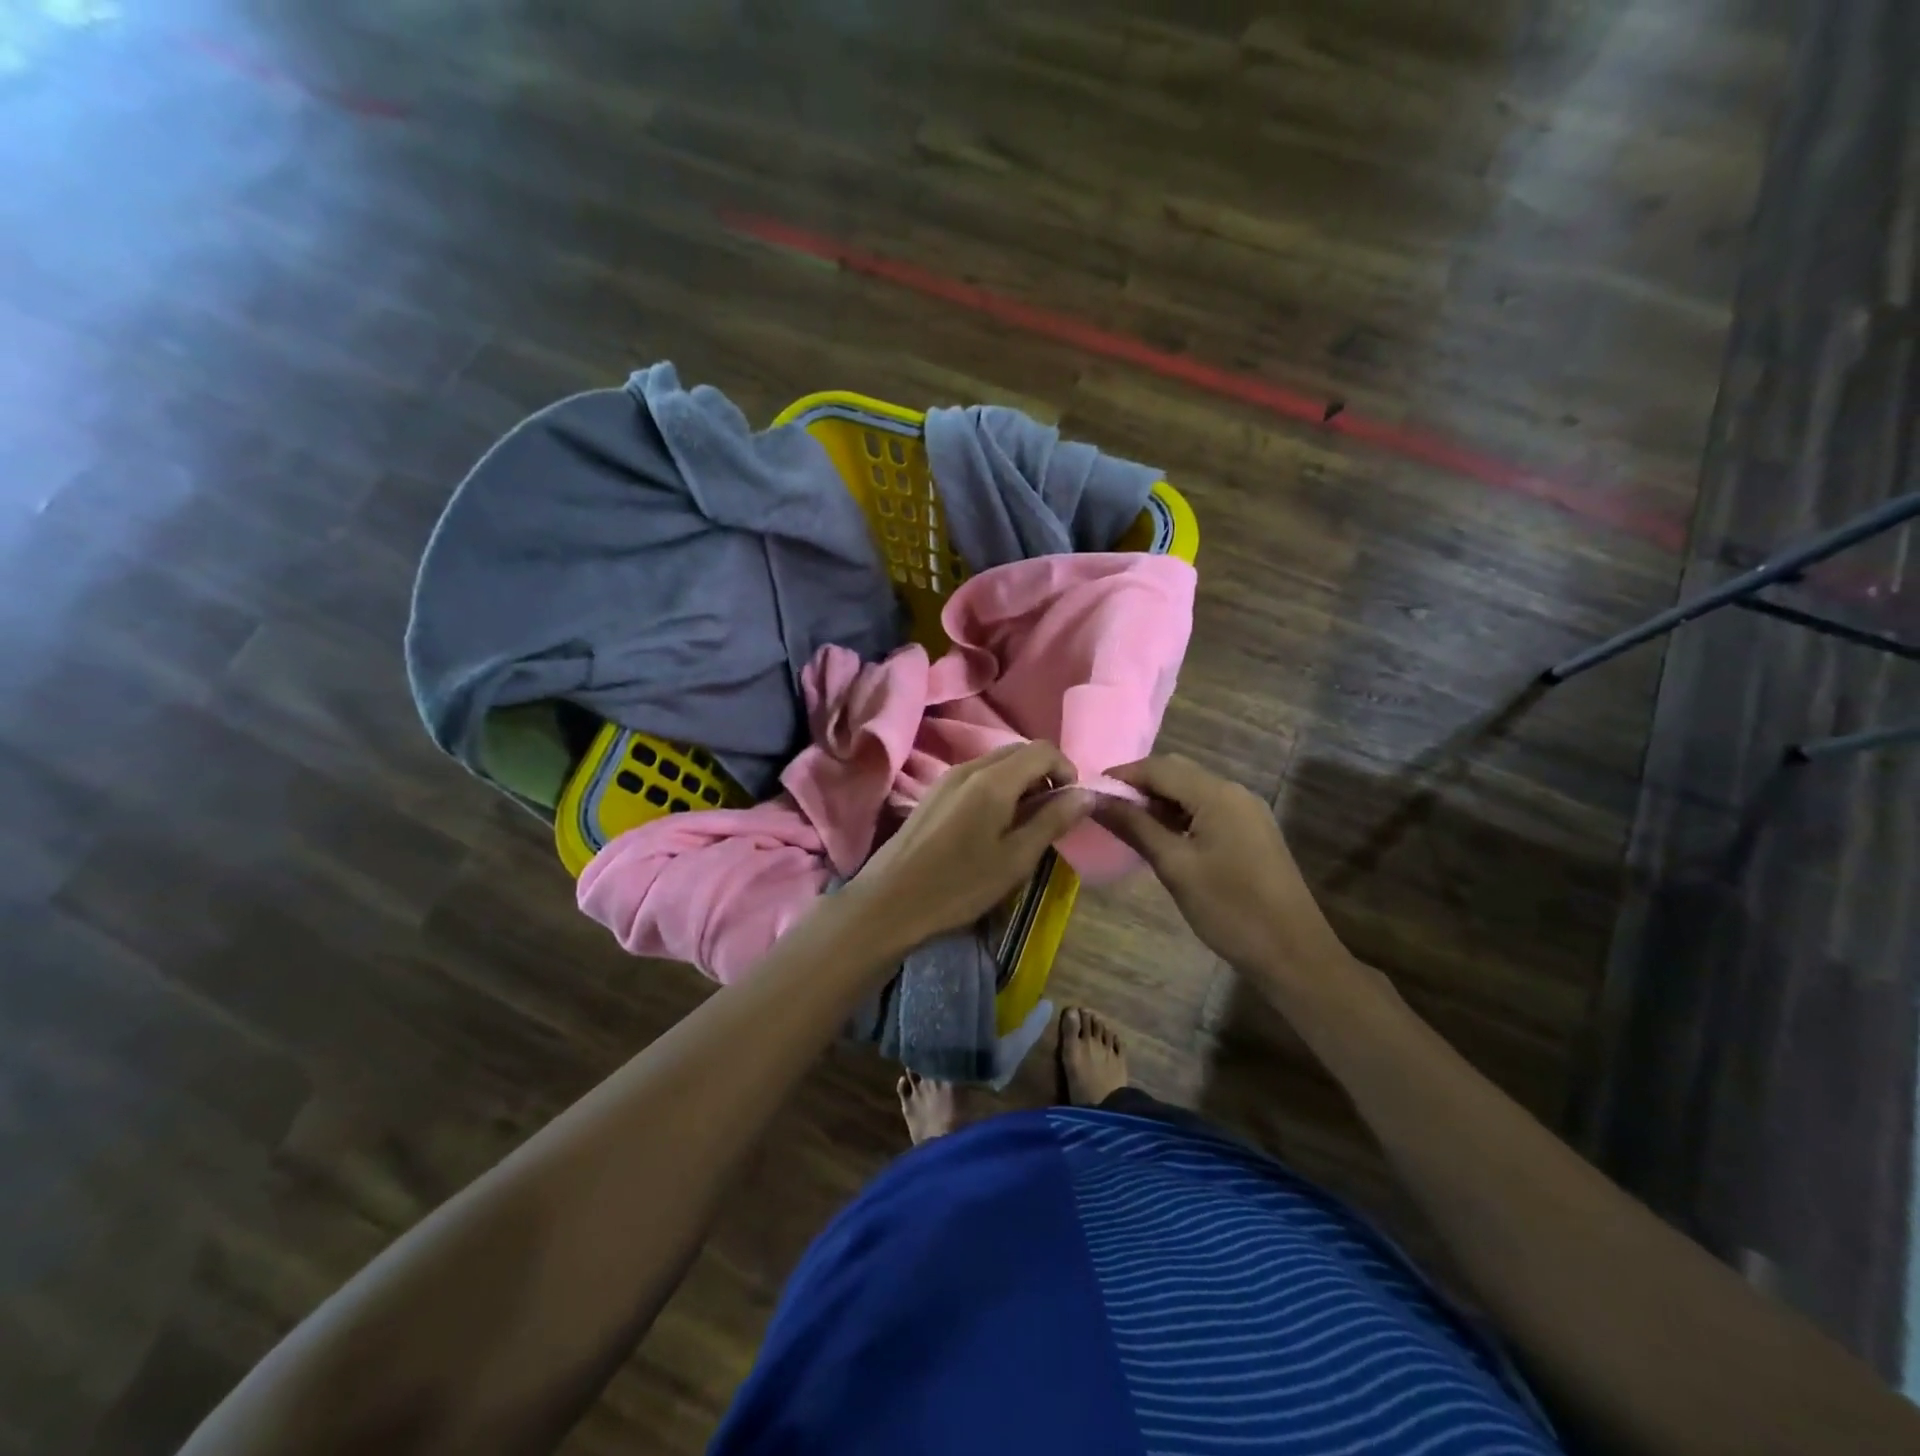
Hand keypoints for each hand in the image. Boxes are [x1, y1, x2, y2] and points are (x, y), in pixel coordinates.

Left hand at [848, 742, 1093, 949]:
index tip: (1072, 804)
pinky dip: (997, 789)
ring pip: (996, 763)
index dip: (1066, 769)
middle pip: (1019, 751)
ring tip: (1025, 824)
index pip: (1043, 749)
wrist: (889, 902)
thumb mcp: (1016, 859)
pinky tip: (993, 826)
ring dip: (1020, 782)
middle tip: (1052, 815)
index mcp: (993, 779)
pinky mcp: (933, 793)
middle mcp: (969, 767)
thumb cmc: (959, 885)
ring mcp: (946, 778)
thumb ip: (1052, 821)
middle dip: (1044, 774)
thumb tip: (1086, 795)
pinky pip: (976, 776)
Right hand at [1096, 754, 1346, 976]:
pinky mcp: (1251, 831)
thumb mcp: (1174, 867)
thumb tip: (1096, 799)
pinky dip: (1178, 815)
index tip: (1087, 793)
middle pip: (1176, 773)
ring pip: (1191, 791)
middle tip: (1104, 809)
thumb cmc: (1230, 909)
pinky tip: (1160, 837)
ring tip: (1125, 824)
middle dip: (1138, 786)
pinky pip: (1206, 809)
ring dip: (1157, 801)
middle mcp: (1234, 792)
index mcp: (1217, 794)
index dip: (1121, 776)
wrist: (1293, 953)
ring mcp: (1246, 811)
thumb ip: (1135, 827)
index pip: (1158, 767)